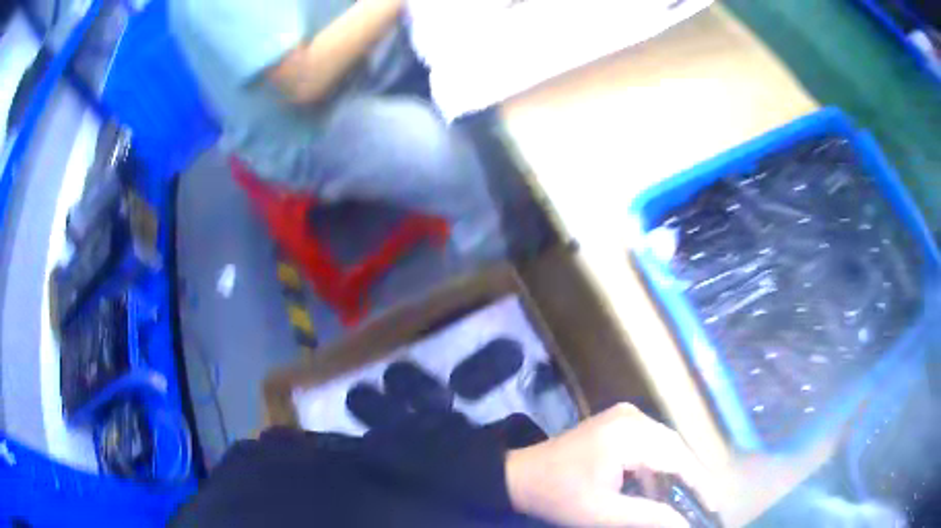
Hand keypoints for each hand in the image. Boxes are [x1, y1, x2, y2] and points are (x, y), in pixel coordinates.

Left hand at [505, 404, 715, 526]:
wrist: (519, 475)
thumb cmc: (559, 496)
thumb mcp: (603, 514)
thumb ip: (648, 517)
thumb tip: (685, 525)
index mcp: (629, 434)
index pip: (679, 458)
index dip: (701, 483)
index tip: (715, 507)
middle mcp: (633, 417)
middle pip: (675, 450)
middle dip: (690, 480)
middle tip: (702, 507)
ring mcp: (626, 417)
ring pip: (664, 447)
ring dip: (673, 475)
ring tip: (684, 503)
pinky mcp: (619, 423)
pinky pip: (650, 445)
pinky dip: (656, 469)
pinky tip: (658, 491)